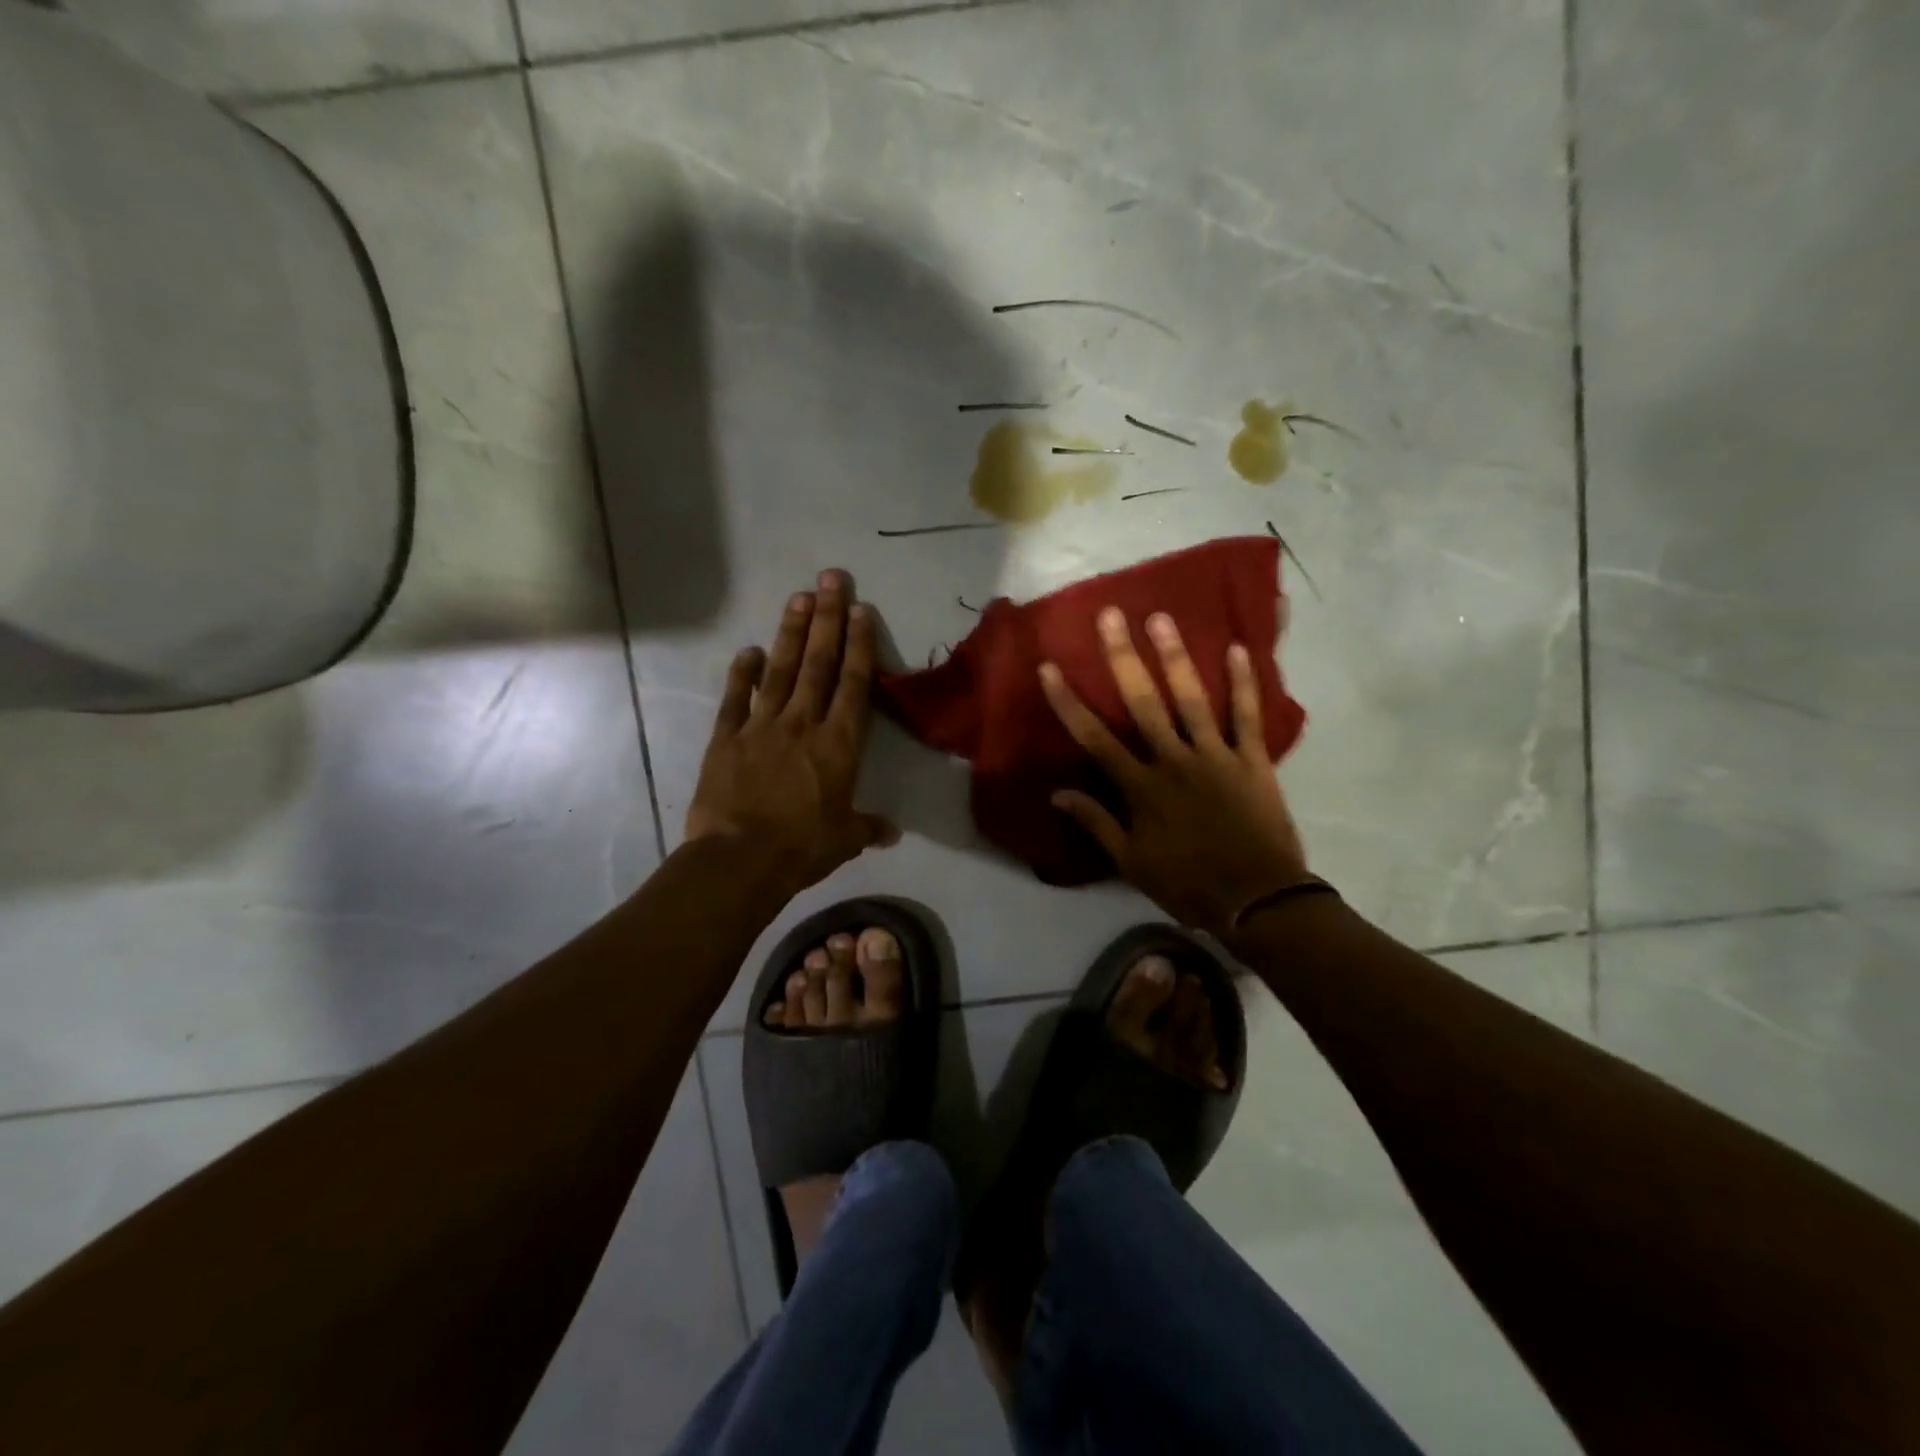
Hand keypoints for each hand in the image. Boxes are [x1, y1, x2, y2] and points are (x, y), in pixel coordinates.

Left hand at [686, 569, 897, 894]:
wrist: (740, 859)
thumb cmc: (802, 847)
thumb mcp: (845, 840)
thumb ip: (868, 827)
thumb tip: (892, 833)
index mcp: (838, 744)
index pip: (853, 684)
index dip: (859, 644)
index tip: (861, 609)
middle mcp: (802, 723)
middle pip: (819, 663)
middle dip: (827, 618)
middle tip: (831, 578)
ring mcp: (761, 726)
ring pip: (781, 670)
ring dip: (792, 632)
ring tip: (799, 597)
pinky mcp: (727, 738)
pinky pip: (735, 699)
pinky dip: (742, 674)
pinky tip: (749, 651)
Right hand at [1040, 607, 1309, 934]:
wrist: (1257, 899)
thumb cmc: (1188, 883)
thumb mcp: (1131, 862)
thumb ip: (1096, 822)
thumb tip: (1057, 793)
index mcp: (1141, 787)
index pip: (1095, 738)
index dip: (1069, 702)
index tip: (1049, 668)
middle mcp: (1173, 761)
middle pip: (1143, 703)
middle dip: (1123, 658)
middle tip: (1111, 616)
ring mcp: (1215, 756)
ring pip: (1191, 699)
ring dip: (1175, 657)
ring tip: (1161, 618)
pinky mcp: (1252, 760)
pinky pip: (1247, 716)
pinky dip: (1244, 684)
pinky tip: (1237, 650)